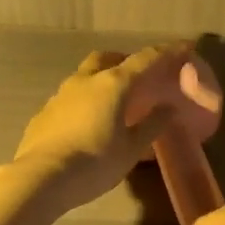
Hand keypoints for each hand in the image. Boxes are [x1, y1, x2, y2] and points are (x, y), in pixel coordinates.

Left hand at [10, 45, 188, 214]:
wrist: (41, 178)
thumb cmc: (94, 163)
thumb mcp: (131, 149)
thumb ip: (152, 125)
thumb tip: (168, 108)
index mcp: (113, 84)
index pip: (145, 59)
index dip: (167, 52)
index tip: (184, 46)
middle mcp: (85, 80)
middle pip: (108, 58)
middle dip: (125, 61)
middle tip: (139, 76)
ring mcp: (60, 94)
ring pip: (85, 75)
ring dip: (101, 80)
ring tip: (112, 102)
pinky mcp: (44, 112)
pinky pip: (70, 97)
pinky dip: (84, 100)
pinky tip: (87, 122)